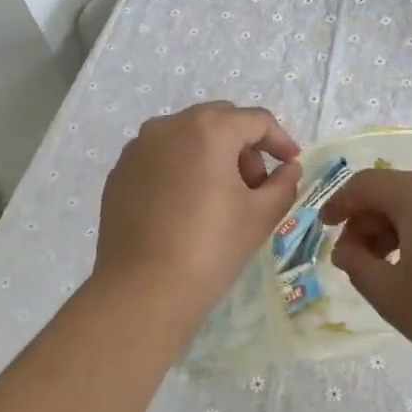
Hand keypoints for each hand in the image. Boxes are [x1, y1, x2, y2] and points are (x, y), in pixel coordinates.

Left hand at [94, 101, 301, 327]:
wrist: (143, 290)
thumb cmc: (210, 248)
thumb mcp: (260, 216)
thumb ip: (283, 183)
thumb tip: (289, 168)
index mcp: (208, 129)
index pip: (256, 121)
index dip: (280, 140)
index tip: (291, 165)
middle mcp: (169, 126)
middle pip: (220, 121)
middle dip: (244, 146)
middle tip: (255, 185)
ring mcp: (138, 147)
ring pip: (187, 136)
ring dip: (212, 154)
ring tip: (220, 197)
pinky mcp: (120, 172)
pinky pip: (161, 156)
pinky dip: (181, 168)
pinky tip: (186, 206)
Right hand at [321, 169, 411, 383]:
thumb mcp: (392, 296)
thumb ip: (357, 266)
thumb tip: (345, 249)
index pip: (365, 184)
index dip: (338, 204)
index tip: (323, 229)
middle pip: (393, 191)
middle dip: (367, 221)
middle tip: (355, 261)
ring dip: (394, 228)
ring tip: (386, 270)